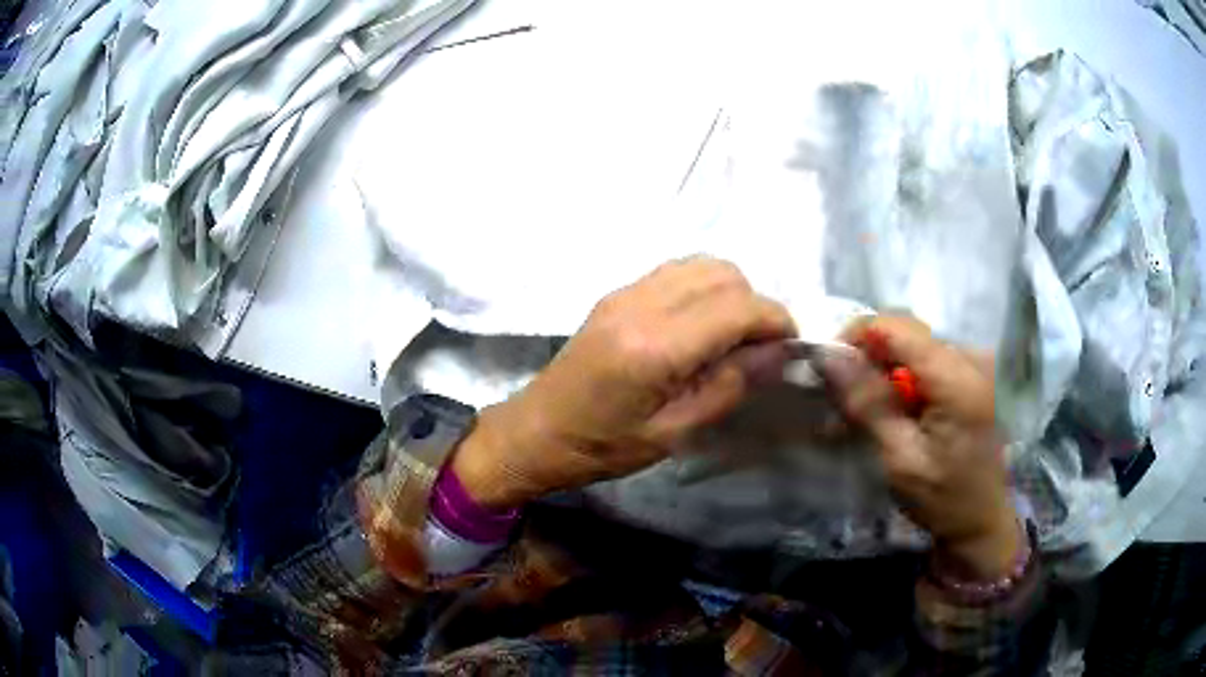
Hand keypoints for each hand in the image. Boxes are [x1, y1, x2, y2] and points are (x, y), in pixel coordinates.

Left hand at [452, 258, 796, 510]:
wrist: (537, 431)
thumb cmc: (604, 447)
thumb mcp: (675, 433)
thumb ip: (730, 385)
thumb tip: (779, 351)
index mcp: (656, 347)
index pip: (737, 307)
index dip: (775, 320)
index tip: (790, 344)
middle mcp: (641, 304)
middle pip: (724, 274)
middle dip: (755, 304)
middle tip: (758, 347)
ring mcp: (625, 292)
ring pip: (701, 264)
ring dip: (730, 292)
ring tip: (731, 336)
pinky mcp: (617, 293)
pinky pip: (675, 271)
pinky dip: (702, 288)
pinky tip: (699, 325)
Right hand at [821, 315, 1022, 579]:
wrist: (982, 519)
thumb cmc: (943, 498)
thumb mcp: (900, 458)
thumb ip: (868, 403)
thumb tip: (827, 356)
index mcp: (958, 378)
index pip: (898, 326)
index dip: (858, 335)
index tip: (830, 367)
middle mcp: (971, 357)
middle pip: (906, 333)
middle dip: (869, 358)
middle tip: (841, 399)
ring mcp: (975, 364)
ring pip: (914, 346)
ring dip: (884, 372)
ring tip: (864, 414)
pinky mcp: (973, 374)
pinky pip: (928, 360)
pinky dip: (904, 380)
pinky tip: (893, 412)